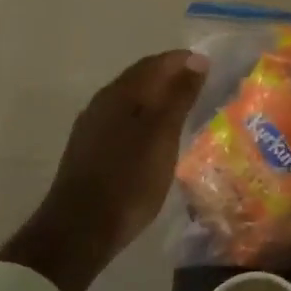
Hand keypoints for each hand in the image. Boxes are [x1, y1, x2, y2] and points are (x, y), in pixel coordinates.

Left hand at [0, 49, 208, 290]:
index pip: (156, 63)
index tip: (210, 67)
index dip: (183, 61)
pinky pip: (123, 119)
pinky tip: (157, 135)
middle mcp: (102, 102)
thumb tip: (196, 60)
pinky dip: (145, 118)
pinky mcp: (89, 149)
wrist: (80, 230)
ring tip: (185, 110)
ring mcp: (92, 127)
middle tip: (202, 86)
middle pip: (141, 78)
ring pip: (131, 100)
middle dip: (171, 77)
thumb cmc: (129, 179)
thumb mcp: (163, 136)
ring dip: (157, 98)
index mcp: (120, 93)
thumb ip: (179, 96)